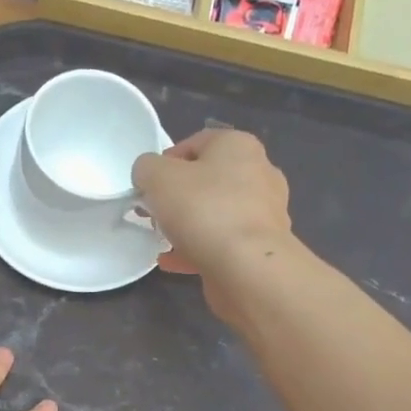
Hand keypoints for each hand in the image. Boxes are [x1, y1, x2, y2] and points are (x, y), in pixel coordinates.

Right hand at [132, 129, 294, 322]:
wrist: (247, 266)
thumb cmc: (202, 209)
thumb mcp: (156, 177)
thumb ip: (146, 168)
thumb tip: (148, 176)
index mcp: (238, 146)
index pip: (195, 143)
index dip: (165, 162)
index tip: (147, 186)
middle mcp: (259, 172)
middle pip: (207, 179)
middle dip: (176, 196)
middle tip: (152, 213)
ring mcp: (265, 212)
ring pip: (216, 213)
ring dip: (187, 224)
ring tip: (161, 240)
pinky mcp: (262, 246)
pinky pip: (223, 242)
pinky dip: (197, 249)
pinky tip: (172, 262)